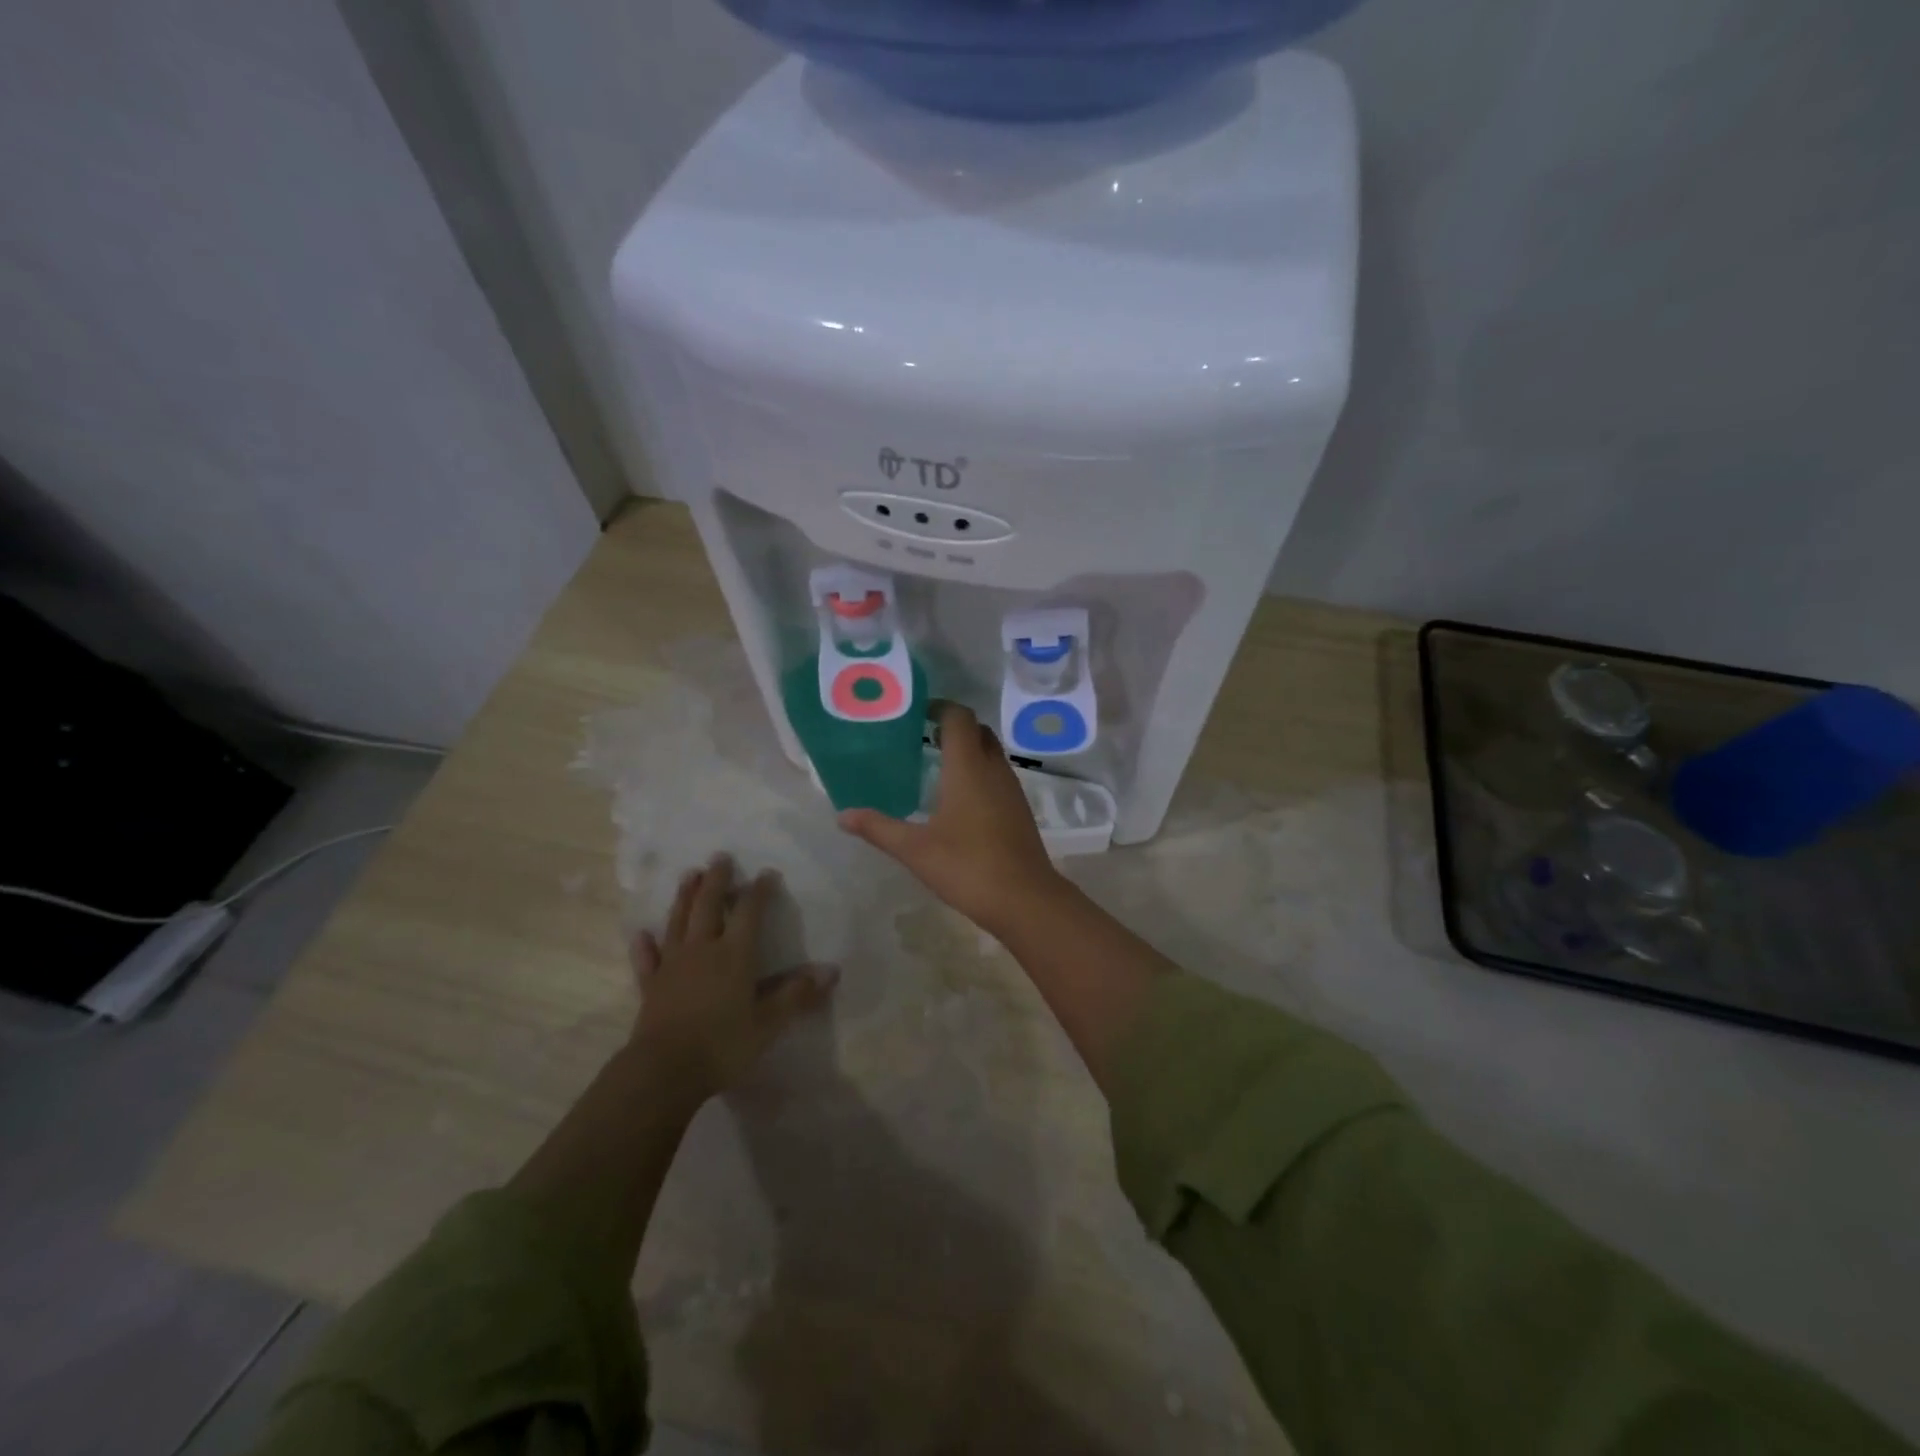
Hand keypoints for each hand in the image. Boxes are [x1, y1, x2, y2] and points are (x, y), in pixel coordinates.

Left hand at [630, 856, 837, 1106]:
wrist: (664, 1071)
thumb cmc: (723, 1044)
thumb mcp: (769, 1023)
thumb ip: (797, 995)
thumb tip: (831, 971)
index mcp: (734, 954)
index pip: (750, 912)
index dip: (759, 891)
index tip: (767, 873)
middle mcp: (702, 949)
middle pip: (708, 906)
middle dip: (716, 880)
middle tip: (720, 857)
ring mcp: (672, 965)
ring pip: (678, 922)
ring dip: (684, 897)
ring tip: (689, 875)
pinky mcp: (651, 986)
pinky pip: (647, 960)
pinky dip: (645, 945)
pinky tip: (642, 934)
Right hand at [838, 702, 1069, 933]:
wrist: (1025, 900)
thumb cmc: (968, 866)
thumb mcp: (915, 849)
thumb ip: (878, 828)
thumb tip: (843, 815)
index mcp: (968, 767)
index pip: (959, 717)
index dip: (940, 707)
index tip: (915, 713)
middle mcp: (994, 769)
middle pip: (978, 731)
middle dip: (953, 727)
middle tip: (922, 739)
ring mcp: (1012, 789)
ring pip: (991, 754)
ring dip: (968, 751)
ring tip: (935, 766)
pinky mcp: (1019, 810)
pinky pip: (998, 776)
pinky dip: (979, 773)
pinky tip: (959, 800)